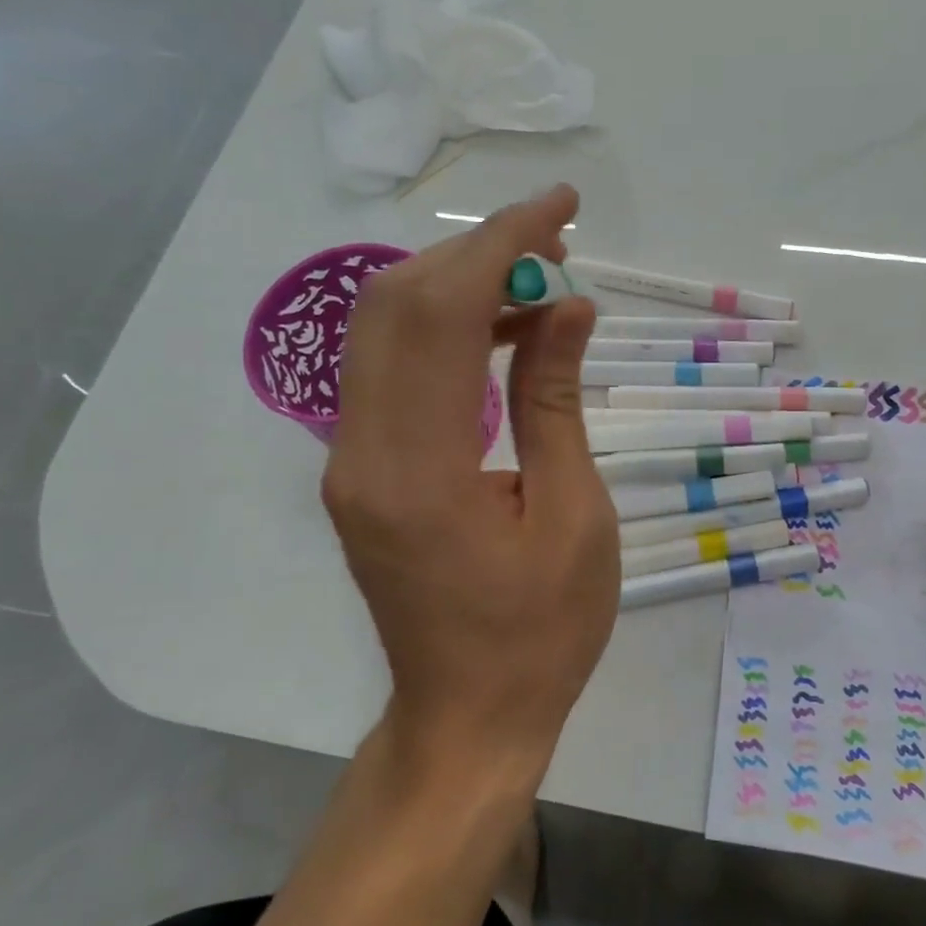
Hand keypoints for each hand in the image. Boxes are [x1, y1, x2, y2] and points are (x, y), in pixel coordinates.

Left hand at [321, 185, 619, 776]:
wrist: (467, 718)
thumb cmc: (541, 633)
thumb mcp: (575, 516)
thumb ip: (556, 401)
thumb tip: (566, 305)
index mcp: (418, 468)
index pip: (444, 313)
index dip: (502, 245)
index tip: (561, 207)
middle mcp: (361, 450)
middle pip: (397, 304)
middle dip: (478, 250)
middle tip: (556, 238)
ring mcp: (350, 458)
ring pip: (386, 328)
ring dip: (459, 283)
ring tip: (539, 279)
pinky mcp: (360, 468)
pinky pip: (393, 368)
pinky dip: (446, 329)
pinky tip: (503, 330)